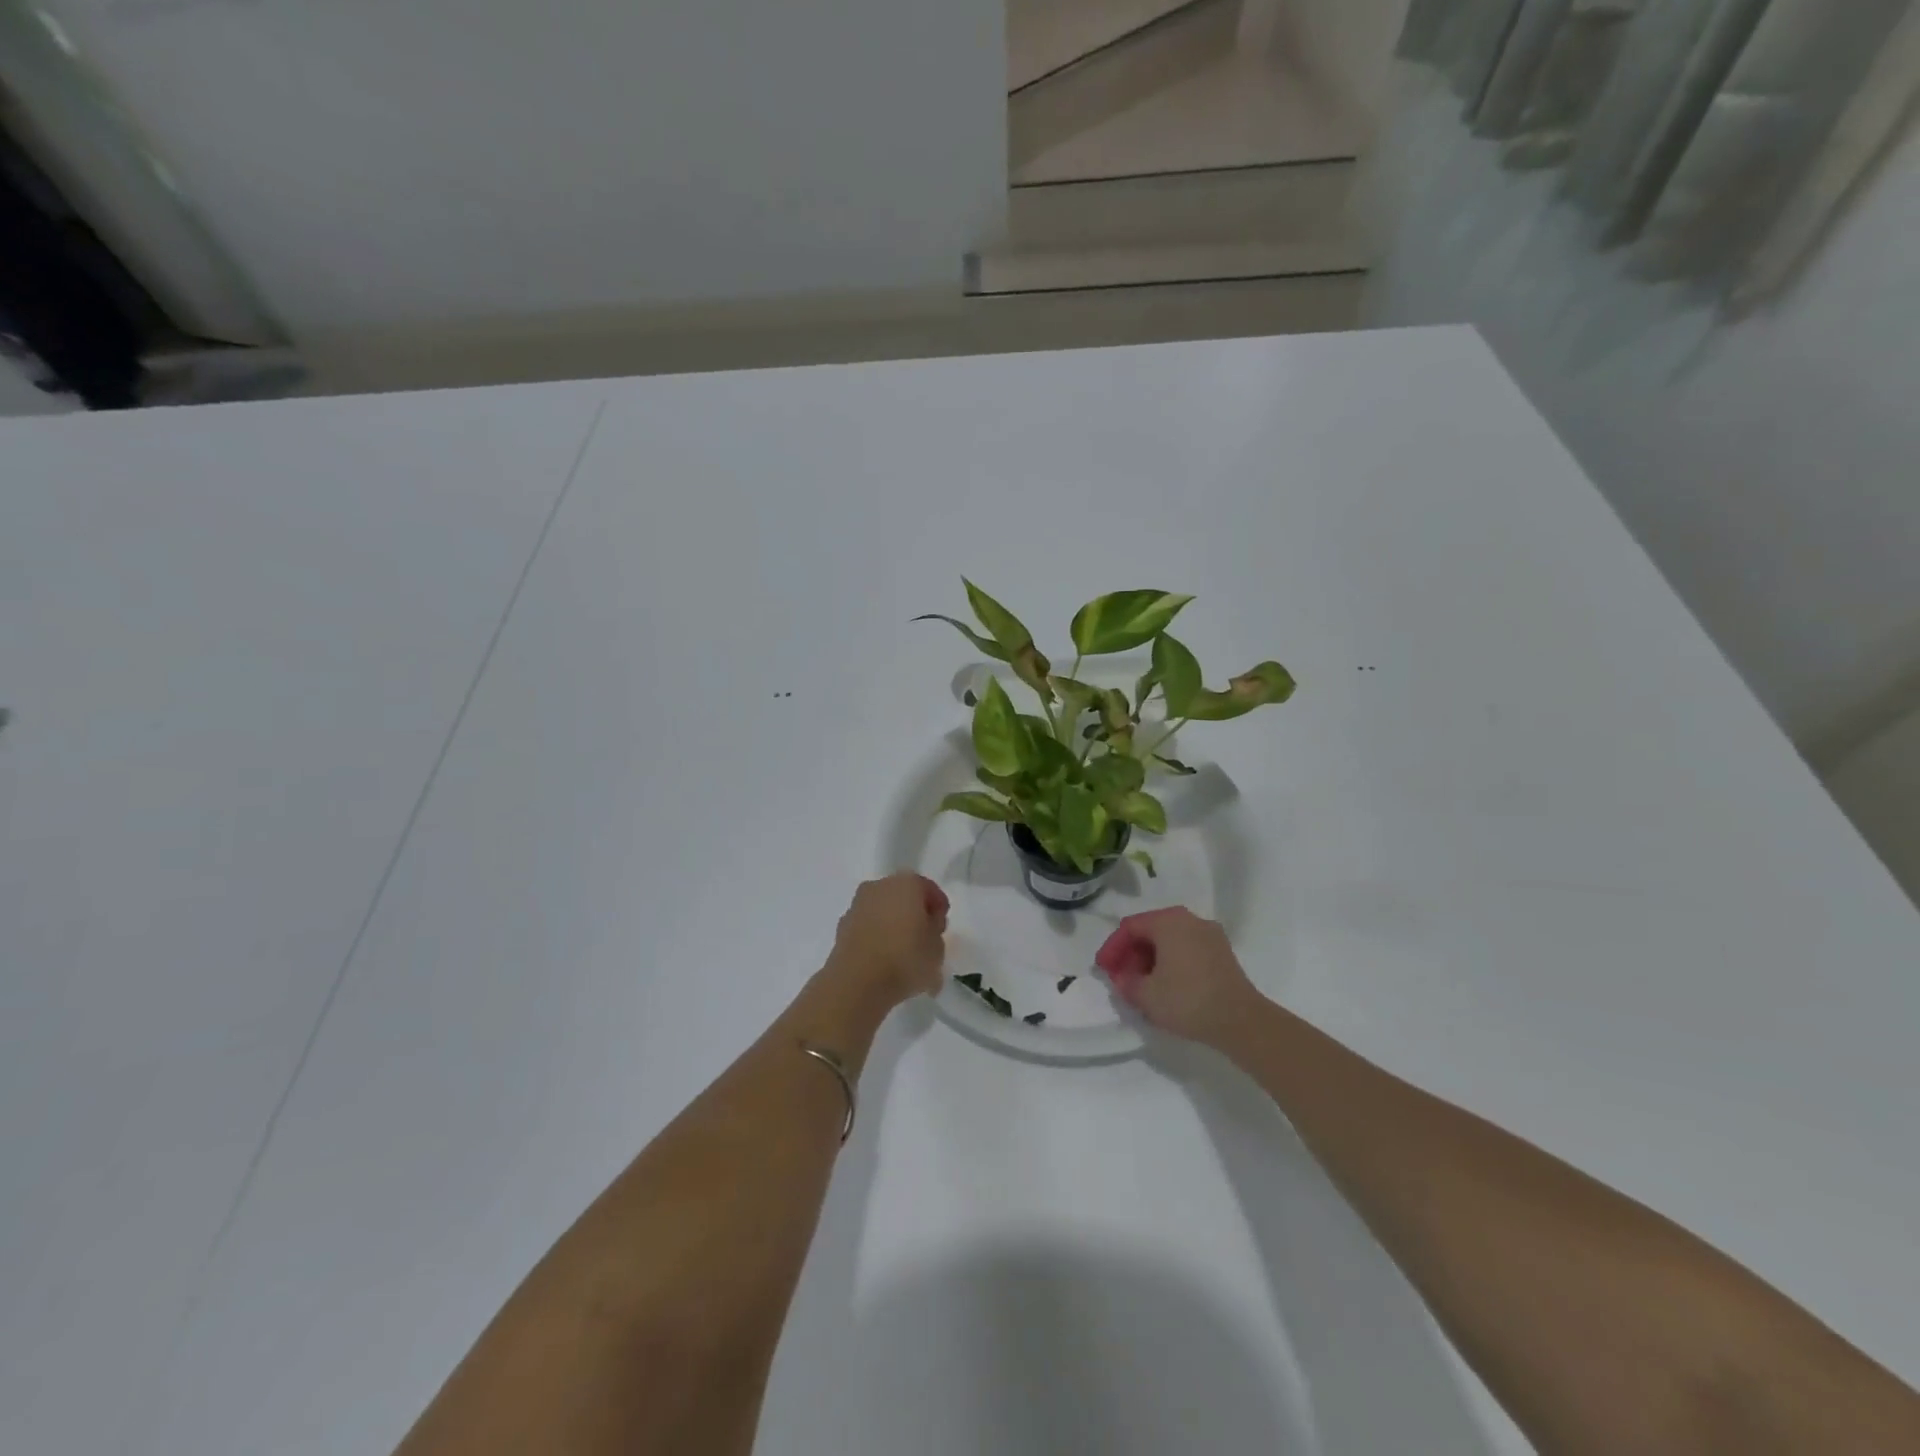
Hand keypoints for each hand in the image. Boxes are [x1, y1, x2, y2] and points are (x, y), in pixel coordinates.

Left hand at [824, 873, 948, 1008]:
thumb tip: (926, 928)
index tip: (941, 928)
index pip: (928, 888)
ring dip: (894, 927)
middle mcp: (879, 886)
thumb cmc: (905, 958)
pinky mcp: (842, 928)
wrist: (856, 983)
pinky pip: (868, 929)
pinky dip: (877, 940)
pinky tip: (885, 963)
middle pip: (903, 896)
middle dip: (914, 915)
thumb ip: (935, 932)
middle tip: (925, 939)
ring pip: (883, 912)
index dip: (938, 907)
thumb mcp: (937, 948)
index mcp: (907, 883)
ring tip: (905, 956)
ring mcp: (857, 906)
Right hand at [1095, 907, 1263, 1046]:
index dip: (1112, 948)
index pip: (1130, 927)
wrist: (1241, 1021)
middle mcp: (1189, 919)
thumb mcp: (1145, 995)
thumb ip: (1126, 982)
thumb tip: (1123, 977)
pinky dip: (1171, 962)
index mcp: (1168, 921)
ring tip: (1142, 984)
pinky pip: (1187, 949)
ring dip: (1151, 959)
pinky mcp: (1222, 952)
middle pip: (1150, 930)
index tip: (1103, 970)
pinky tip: (1166, 985)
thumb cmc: (1187, 1000)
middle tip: (1121, 977)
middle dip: (1132, 953)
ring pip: (1170, 940)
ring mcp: (1210, 934)